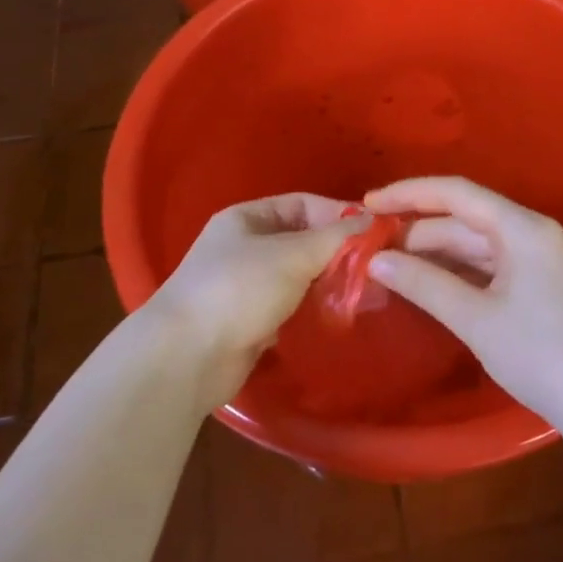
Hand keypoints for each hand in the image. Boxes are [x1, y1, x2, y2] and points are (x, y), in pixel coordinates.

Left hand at [146, 192, 357, 405]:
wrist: (187, 357)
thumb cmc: (238, 290)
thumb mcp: (292, 255)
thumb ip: (334, 238)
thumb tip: (372, 221)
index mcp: (247, 218)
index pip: (303, 204)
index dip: (338, 214)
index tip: (374, 233)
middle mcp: (246, 246)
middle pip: (302, 240)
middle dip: (337, 251)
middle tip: (375, 267)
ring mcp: (247, 286)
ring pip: (299, 275)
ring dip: (328, 282)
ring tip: (364, 292)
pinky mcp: (252, 321)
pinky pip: (291, 306)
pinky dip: (313, 308)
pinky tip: (339, 315)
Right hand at [364, 177, 562, 430]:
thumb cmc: (540, 354)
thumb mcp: (476, 318)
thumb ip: (424, 284)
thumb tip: (376, 261)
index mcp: (524, 228)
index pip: (457, 193)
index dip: (409, 194)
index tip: (368, 203)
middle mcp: (534, 233)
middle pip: (466, 220)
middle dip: (418, 232)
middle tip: (370, 248)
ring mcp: (541, 259)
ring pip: (477, 245)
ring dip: (436, 254)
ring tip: (390, 265)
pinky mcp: (542, 285)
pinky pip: (491, 266)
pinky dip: (458, 272)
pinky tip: (429, 283)